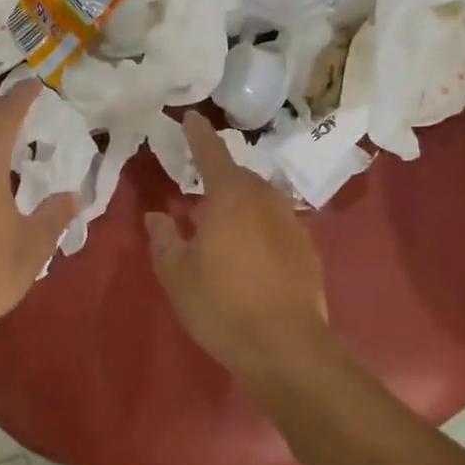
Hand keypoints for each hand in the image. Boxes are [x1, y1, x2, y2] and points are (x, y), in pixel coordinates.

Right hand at [144, 112, 329, 375]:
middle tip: (198, 191)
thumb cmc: (222, 305)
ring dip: (241, 203)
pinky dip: (259, 226)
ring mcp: (291, 222)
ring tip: (222, 223)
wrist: (286, 347)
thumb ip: (164, 239)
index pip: (211, 153)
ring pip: (260, 199)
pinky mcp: (307, 248)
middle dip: (219, 177)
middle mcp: (265, 199)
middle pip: (239, 176)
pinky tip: (249, 251)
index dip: (198, 134)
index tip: (191, 117)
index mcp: (230, 196)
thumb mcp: (178, 275)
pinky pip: (276, 223)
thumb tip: (157, 216)